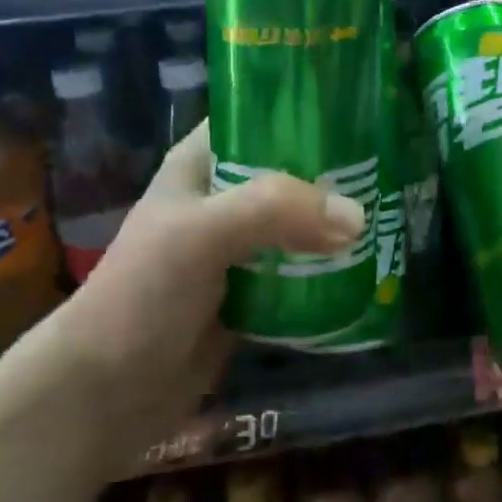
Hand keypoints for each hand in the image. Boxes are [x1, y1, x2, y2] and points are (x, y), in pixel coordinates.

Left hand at [46, 120, 365, 458]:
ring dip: (336, 225)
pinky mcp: (254, 292)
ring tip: (392, 215)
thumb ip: (274, 211)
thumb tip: (357, 217)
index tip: (361, 113)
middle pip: (289, 172)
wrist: (109, 390)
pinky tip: (371, 265)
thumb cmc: (143, 294)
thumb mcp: (201, 234)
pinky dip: (330, 269)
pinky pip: (301, 270)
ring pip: (299, 223)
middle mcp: (223, 198)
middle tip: (391, 172)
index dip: (304, 111)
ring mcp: (239, 247)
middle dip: (335, 174)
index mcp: (201, 165)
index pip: (258, 117)